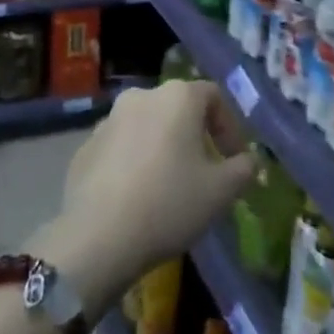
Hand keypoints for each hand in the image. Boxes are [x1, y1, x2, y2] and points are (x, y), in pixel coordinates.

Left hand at [34, 81, 256, 311]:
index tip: (234, 160)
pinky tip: (137, 197)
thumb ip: (243, 169)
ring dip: (163, 148)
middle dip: (195, 136)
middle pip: (178, 109)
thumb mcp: (221, 191)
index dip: (230, 127)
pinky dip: (134, 163)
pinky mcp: (85, 147)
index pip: (214, 96)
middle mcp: (142, 96)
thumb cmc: (169, 203)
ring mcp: (108, 120)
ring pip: (147, 127)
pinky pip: (120, 147)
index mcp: (177, 97)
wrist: (96, 238)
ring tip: (169, 186)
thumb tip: (248, 160)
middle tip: (204, 172)